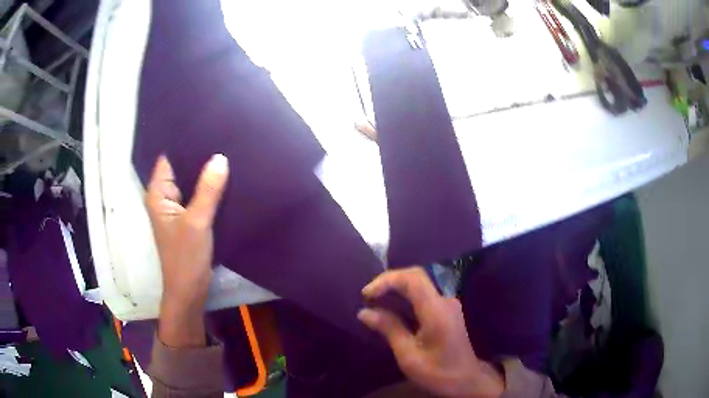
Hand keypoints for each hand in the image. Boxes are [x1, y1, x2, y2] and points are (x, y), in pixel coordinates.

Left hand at [146, 154, 228, 346]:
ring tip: (227, 153)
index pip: (168, 158)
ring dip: (205, 173)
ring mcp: (178, 208)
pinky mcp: (189, 218)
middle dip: (198, 157)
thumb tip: (221, 157)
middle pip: (180, 169)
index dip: (184, 143)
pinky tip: (225, 179)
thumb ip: (208, 190)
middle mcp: (165, 197)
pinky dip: (209, 189)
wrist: (190, 290)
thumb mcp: (197, 222)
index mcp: (158, 194)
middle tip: (222, 137)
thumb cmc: (185, 257)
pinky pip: (199, 196)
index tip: (205, 127)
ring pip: (191, 183)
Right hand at [358, 268, 503, 397]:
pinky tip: (392, 308)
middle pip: (416, 276)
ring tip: (375, 301)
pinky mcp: (447, 310)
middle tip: (367, 297)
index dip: (387, 280)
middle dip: (389, 282)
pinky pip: (424, 294)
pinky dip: (405, 296)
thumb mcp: (408, 355)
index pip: (413, 278)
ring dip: (396, 288)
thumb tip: (364, 312)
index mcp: (437, 310)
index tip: (366, 294)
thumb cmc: (437, 372)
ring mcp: (448, 304)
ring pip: (420, 284)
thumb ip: (389, 329)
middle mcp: (445, 300)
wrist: (466, 381)